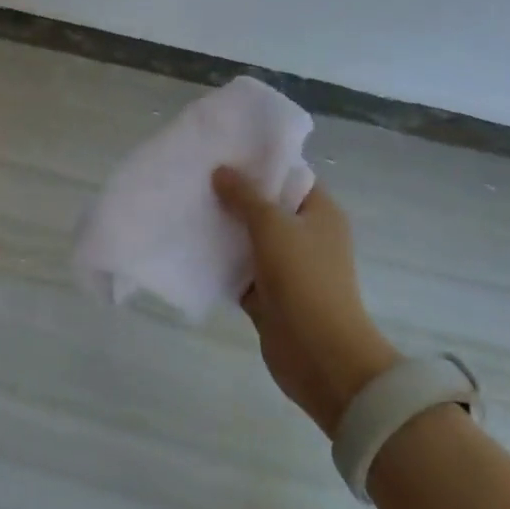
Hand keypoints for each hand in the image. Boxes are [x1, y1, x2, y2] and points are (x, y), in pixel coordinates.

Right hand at [213, 167, 400, 436]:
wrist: (321, 356)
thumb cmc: (304, 278)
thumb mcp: (272, 225)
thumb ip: (245, 196)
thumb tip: (221, 170)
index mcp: (319, 212)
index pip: (288, 175)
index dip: (259, 163)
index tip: (223, 152)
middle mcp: (306, 235)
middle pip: (265, 206)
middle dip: (234, 194)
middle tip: (197, 175)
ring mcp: (287, 267)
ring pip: (249, 238)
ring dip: (224, 228)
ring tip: (188, 204)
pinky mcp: (269, 295)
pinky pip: (240, 270)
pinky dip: (220, 261)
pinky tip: (190, 245)